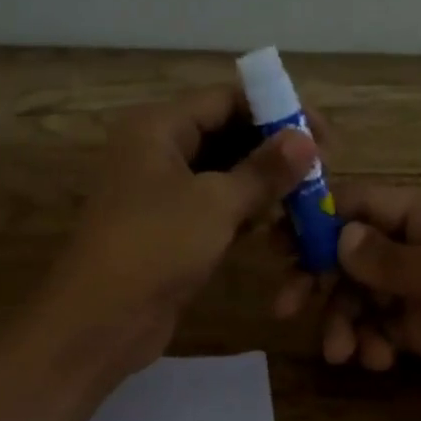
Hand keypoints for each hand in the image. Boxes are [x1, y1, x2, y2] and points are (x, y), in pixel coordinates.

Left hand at [35, 85, 315, 382]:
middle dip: (273, 149)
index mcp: (158, 126)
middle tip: (321, 169)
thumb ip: (263, 169)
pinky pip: (214, 204)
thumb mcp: (216, 203)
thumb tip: (307, 140)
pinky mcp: (169, 226)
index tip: (321, 134)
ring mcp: (160, 190)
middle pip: (226, 133)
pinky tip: (276, 224)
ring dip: (262, 182)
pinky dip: (243, 209)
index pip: (225, 99)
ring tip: (307, 198)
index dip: (276, 110)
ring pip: (223, 171)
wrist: (99, 321)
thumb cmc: (155, 246)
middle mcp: (156, 149)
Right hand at [276, 185, 420, 420]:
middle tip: (287, 307)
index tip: (278, 244)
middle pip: (354, 253)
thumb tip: (338, 234)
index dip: (319, 219)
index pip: (364, 205)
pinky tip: (375, 362)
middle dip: (322, 279)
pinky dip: (371, 342)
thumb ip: (388, 258)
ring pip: (363, 295)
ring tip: (342, 353)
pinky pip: (382, 328)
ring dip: (345, 320)